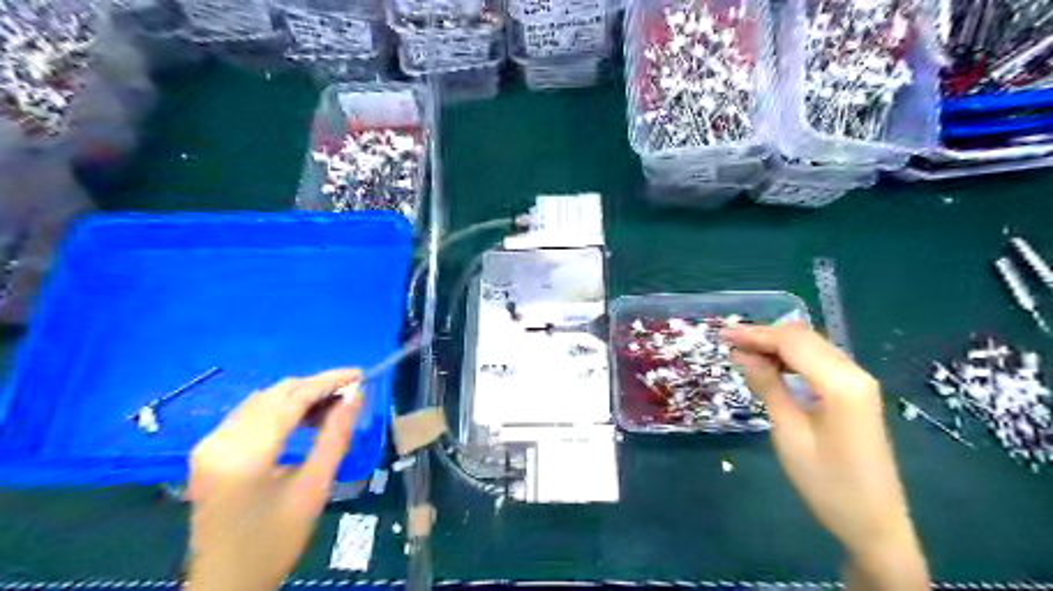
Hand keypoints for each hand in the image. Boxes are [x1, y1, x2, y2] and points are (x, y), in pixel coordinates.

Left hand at [183, 370, 360, 589]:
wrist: (226, 584)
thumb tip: (355, 397)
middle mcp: (219, 441)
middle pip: (275, 394)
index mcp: (244, 456)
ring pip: (262, 399)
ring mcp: (208, 444)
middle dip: (316, 386)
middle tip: (351, 392)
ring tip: (332, 407)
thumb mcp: (314, 488)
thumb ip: (335, 436)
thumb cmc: (275, 541)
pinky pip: (250, 413)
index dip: (328, 381)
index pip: (291, 399)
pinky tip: (303, 418)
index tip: (359, 375)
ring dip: (299, 396)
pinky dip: (281, 408)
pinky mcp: (208, 450)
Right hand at [726, 323, 927, 590]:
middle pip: (804, 338)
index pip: (792, 342)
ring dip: (777, 345)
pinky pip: (819, 362)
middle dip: (764, 335)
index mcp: (840, 383)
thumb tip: (743, 353)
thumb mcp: (789, 432)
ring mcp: (859, 382)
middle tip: (728, 341)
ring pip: (812, 346)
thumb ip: (768, 386)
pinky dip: (792, 358)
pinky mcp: (856, 393)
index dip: (755, 334)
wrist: (874, 524)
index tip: (722, 334)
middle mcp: (854, 373)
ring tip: (743, 352)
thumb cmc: (826, 483)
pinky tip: (771, 366)